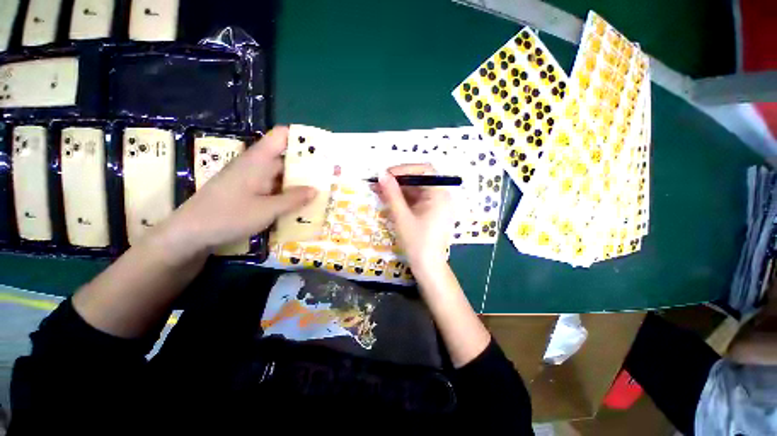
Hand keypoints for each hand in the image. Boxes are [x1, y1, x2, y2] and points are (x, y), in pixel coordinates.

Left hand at [155, 127, 315, 260]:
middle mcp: (257, 166)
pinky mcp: (250, 192)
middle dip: (308, 165)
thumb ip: (293, 199)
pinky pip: (275, 188)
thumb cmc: (227, 216)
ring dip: (300, 182)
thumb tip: (316, 189)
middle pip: (286, 157)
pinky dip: (289, 193)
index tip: (323, 148)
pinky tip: (302, 203)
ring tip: (323, 190)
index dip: (302, 138)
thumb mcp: (266, 209)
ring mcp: (253, 180)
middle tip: (331, 175)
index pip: (282, 136)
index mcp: (259, 160)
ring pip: (282, 175)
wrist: (189, 234)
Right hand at [376, 164, 453, 273]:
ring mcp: (437, 205)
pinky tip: (389, 199)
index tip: (387, 174)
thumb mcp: (402, 216)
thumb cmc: (417, 242)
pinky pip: (417, 200)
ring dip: (399, 189)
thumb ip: (392, 194)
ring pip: (416, 190)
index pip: (425, 170)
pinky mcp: (431, 212)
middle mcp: (442, 197)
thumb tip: (381, 175)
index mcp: (440, 195)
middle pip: (420, 180)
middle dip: (398, 180)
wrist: (428, 266)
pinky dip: (404, 199)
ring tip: (380, 190)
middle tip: (379, 182)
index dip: (405, 169)